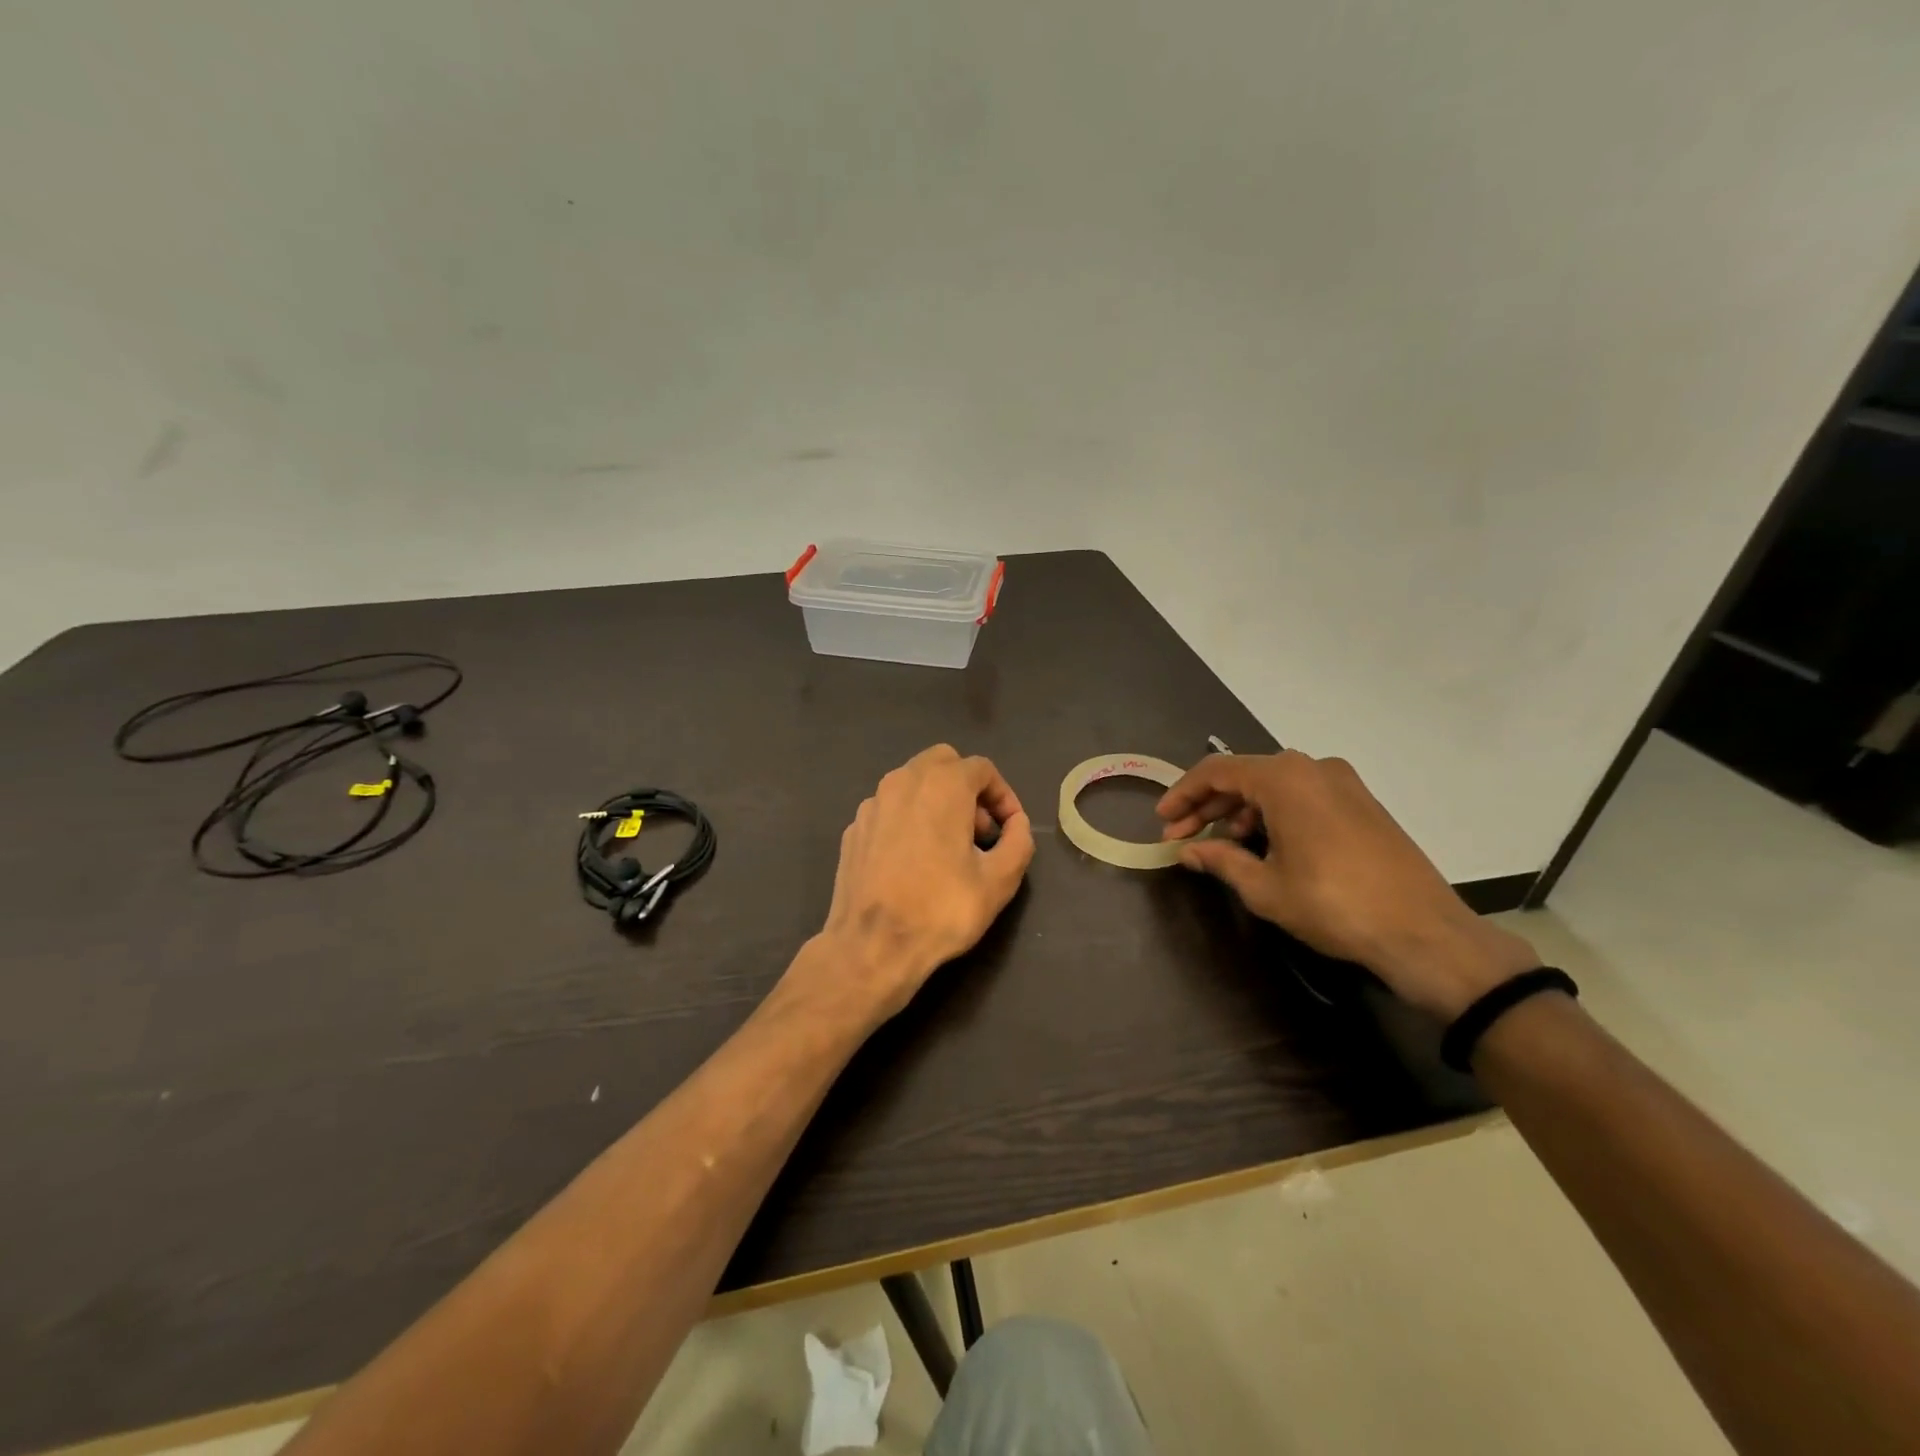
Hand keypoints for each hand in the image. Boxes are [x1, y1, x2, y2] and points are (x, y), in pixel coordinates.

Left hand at [811, 745, 1035, 1023]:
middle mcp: (903, 781)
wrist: (872, 946)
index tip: (1010, 828)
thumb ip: (1019, 841)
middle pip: (943, 763)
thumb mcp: (1000, 880)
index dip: (1003, 795)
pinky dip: (908, 819)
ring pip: (912, 782)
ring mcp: (872, 803)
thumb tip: (1017, 824)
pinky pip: (889, 809)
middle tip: (980, 831)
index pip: (982, 768)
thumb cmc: (942, 910)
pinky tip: (914, 860)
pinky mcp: (854, 828)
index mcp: (942, 785)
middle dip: (968, 788)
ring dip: (937, 801)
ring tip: (949, 847)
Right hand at [1157, 751, 1537, 1019]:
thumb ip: (1221, 860)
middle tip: (1182, 837)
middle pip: (1245, 775)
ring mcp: (1343, 783)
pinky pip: (1302, 795)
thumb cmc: (1333, 904)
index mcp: (1285, 779)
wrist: (1423, 932)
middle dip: (1208, 805)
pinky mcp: (1361, 802)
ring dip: (1240, 810)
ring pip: (1274, 786)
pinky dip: (1273, 813)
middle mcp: (1313, 768)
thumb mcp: (1265, 887)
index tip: (1162, 820)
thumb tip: (1189, 852)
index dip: (1183, 794)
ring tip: (1221, 846)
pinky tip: (1263, 844)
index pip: (1216, 771)